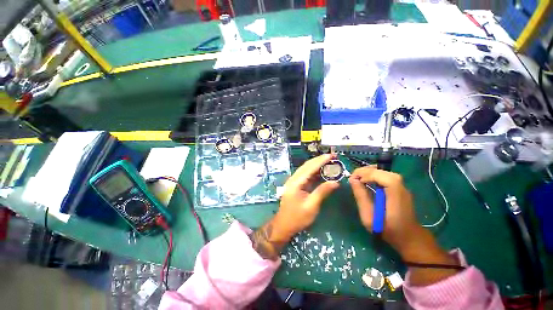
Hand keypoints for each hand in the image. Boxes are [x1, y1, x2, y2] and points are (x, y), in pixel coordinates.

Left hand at [251, 154, 339, 259]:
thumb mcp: (311, 206)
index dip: (321, 161)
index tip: (331, 155)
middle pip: (307, 166)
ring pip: (306, 169)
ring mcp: (294, 182)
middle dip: (319, 160)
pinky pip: (306, 176)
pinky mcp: (296, 185)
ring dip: (317, 165)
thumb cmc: (297, 217)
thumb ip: (322, 192)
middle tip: (332, 156)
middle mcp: (293, 179)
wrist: (284, 225)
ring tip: (329, 161)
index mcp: (296, 182)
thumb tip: (335, 182)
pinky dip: (314, 172)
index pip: (310, 168)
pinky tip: (322, 171)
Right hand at [349, 166, 419, 250]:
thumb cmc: (387, 230)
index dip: (368, 175)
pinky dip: (374, 175)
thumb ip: (361, 197)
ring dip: (369, 172)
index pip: (385, 178)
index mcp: (396, 196)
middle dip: (365, 172)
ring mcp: (402, 186)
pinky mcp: (400, 187)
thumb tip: (352, 180)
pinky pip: (385, 175)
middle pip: (383, 171)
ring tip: (358, 178)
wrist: (408, 237)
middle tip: (352, 178)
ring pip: (384, 171)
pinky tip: (367, 180)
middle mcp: (401, 188)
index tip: (354, 180)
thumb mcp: (369, 217)